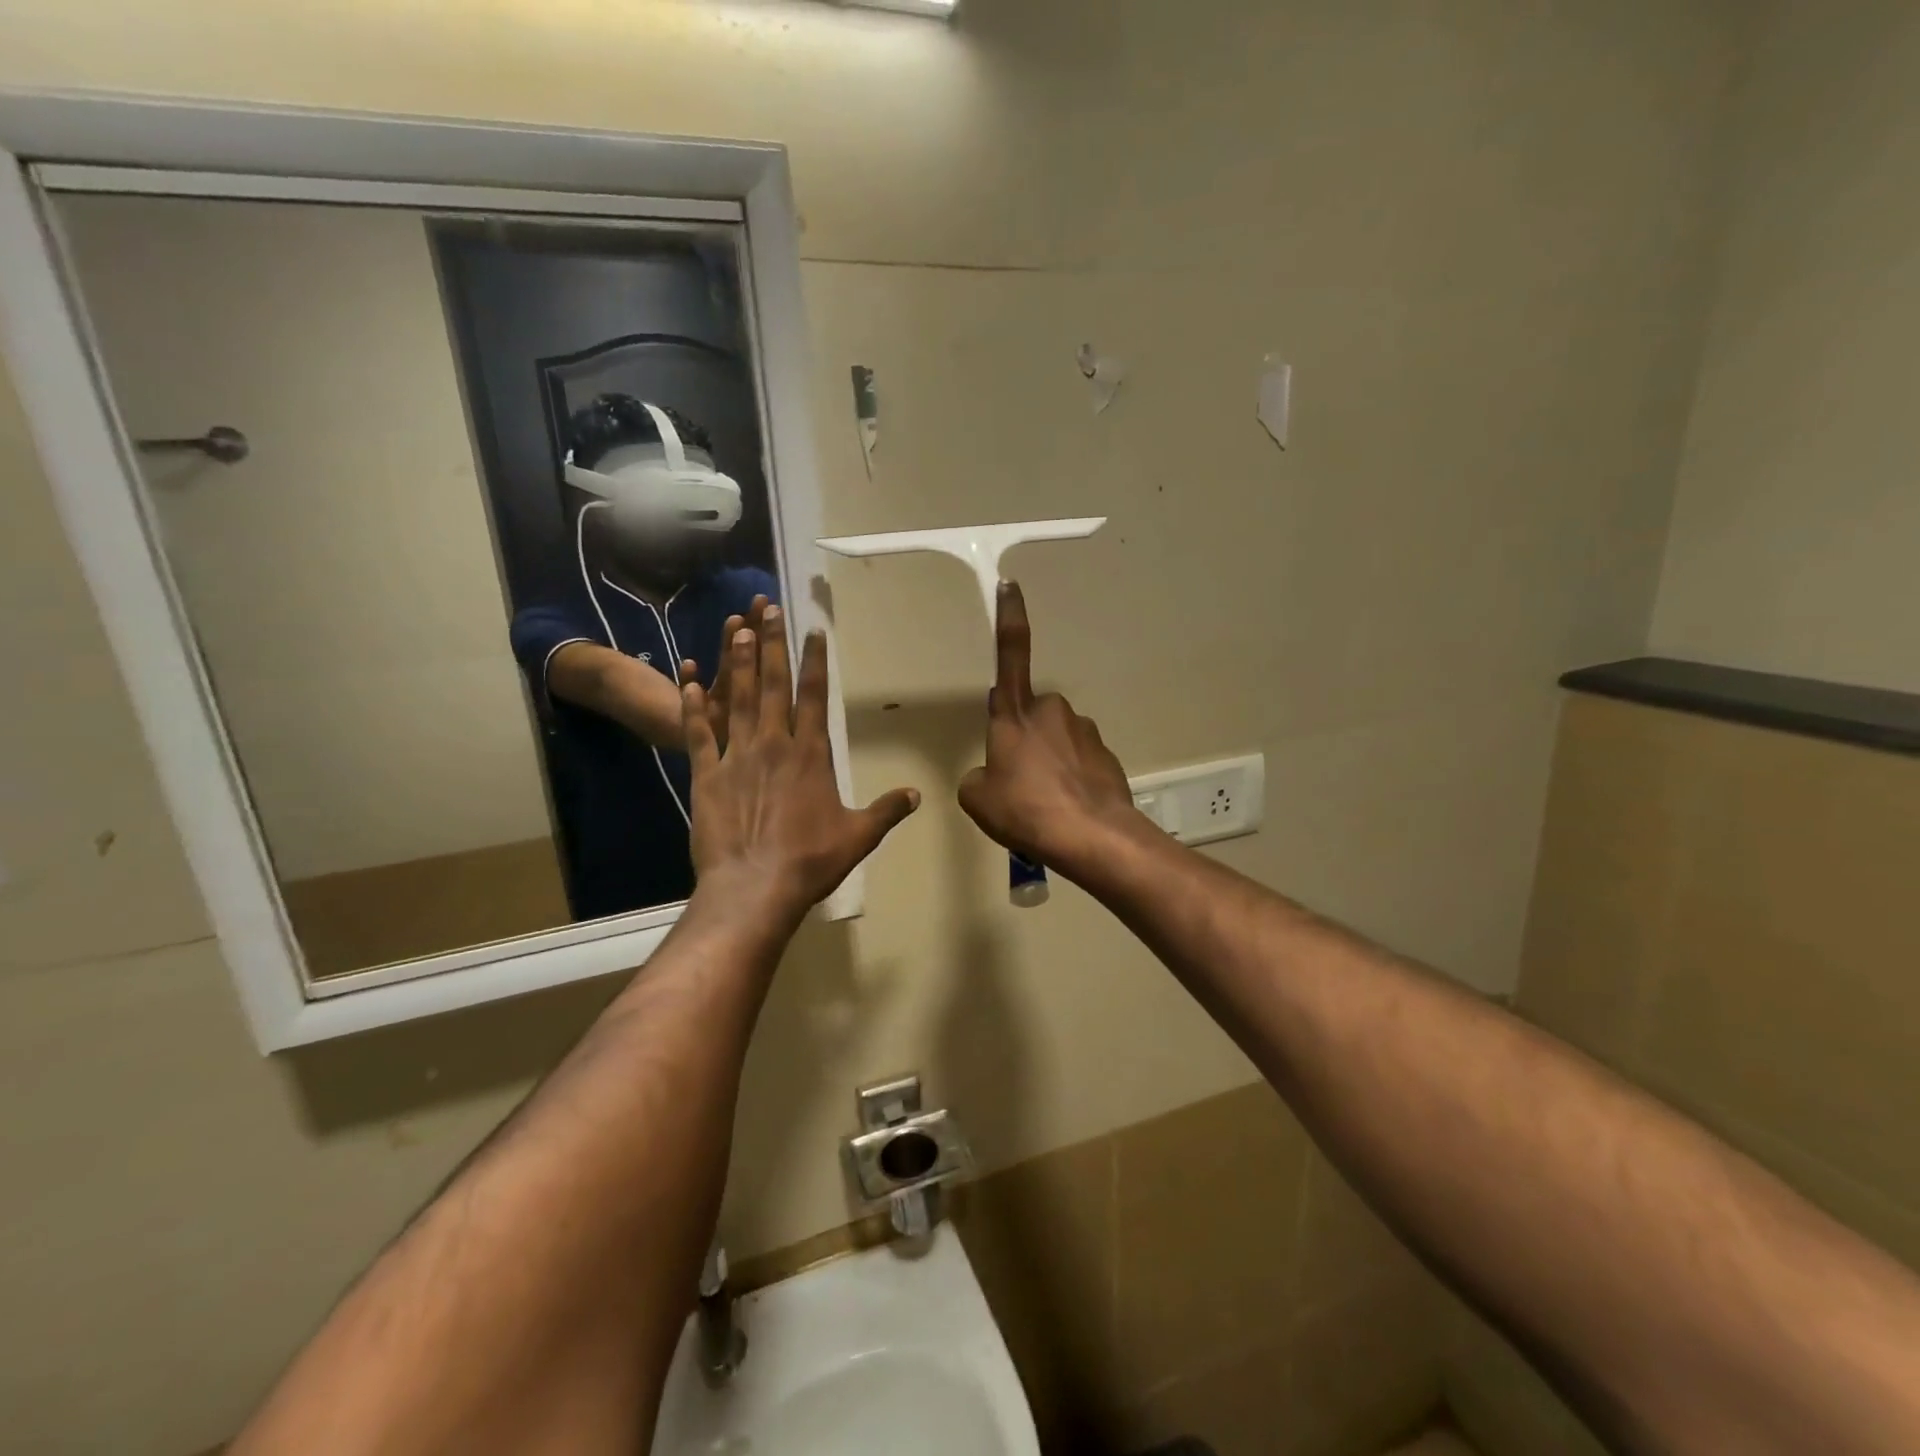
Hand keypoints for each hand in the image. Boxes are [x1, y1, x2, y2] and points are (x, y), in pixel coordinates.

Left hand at [682, 605, 919, 926]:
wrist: (753, 888)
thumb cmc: (811, 861)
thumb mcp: (859, 836)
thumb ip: (887, 810)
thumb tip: (917, 794)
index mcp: (810, 754)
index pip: (814, 696)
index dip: (814, 661)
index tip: (811, 631)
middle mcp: (773, 745)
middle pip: (772, 685)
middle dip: (771, 645)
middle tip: (767, 610)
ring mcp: (736, 757)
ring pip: (736, 700)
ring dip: (736, 664)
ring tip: (735, 629)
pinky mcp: (706, 776)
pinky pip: (699, 734)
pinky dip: (694, 707)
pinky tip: (688, 682)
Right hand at [958, 582, 1140, 878]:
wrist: (1092, 836)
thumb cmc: (1026, 811)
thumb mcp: (978, 799)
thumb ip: (978, 777)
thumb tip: (991, 775)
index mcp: (1014, 714)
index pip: (1009, 654)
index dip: (1009, 618)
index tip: (1010, 585)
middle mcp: (1051, 711)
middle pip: (1030, 716)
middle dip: (1024, 740)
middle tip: (1019, 783)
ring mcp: (1083, 730)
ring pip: (1056, 739)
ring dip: (1048, 762)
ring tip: (1045, 803)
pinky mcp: (1106, 753)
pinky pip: (1079, 760)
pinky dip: (1071, 778)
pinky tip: (1068, 806)